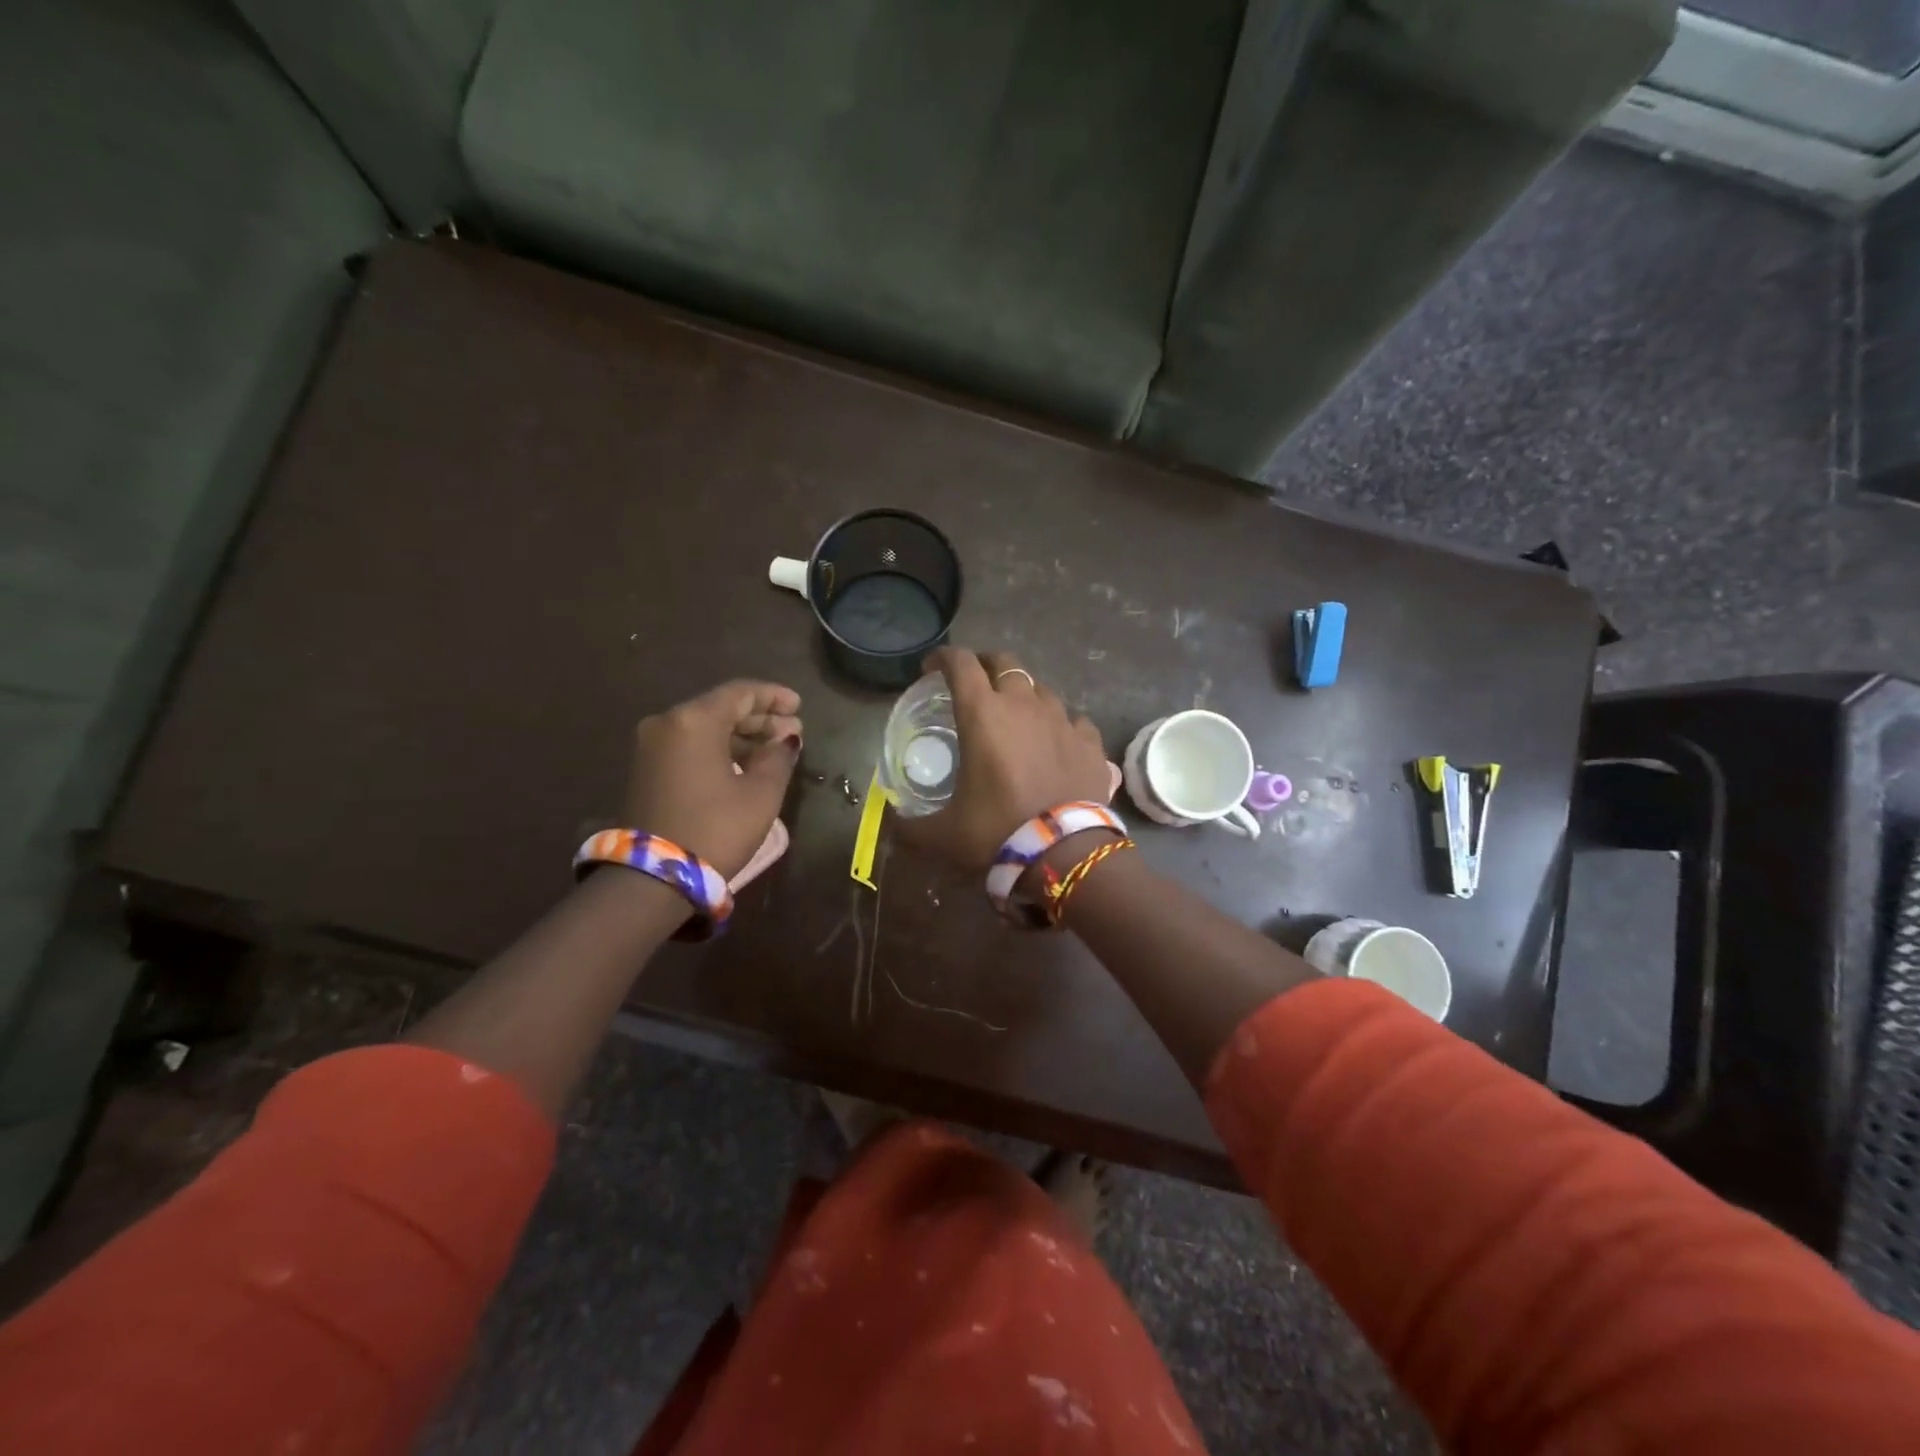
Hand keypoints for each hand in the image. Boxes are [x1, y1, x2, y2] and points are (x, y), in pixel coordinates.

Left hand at [625, 681, 802, 876]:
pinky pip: (690, 746)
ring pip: (705, 729)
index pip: (740, 693)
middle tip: (794, 731)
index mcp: (694, 720)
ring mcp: (651, 747)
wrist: (653, 878)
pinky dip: (719, 749)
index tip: (799, 706)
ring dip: (741, 736)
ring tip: (775, 751)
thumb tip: (786, 739)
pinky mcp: (646, 770)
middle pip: (720, 709)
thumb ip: (778, 757)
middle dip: (760, 718)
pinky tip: (746, 764)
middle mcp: (667, 724)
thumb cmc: (716, 829)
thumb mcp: (761, 794)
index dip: (773, 696)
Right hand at [903, 648, 1110, 869]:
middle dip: (986, 665)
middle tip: (975, 684)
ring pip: (1041, 689)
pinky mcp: (1090, 741)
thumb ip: (910, 826)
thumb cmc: (996, 831)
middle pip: (1004, 662)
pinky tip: (1056, 742)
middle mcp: (1023, 704)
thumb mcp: (942, 833)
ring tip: (1016, 717)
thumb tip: (892, 824)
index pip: (960, 663)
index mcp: (983, 714)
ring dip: (1024, 695)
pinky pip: (1074, 720)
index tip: (931, 669)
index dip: (943, 658)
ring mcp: (1062, 719)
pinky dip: (1060, 725)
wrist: (1064, 853)